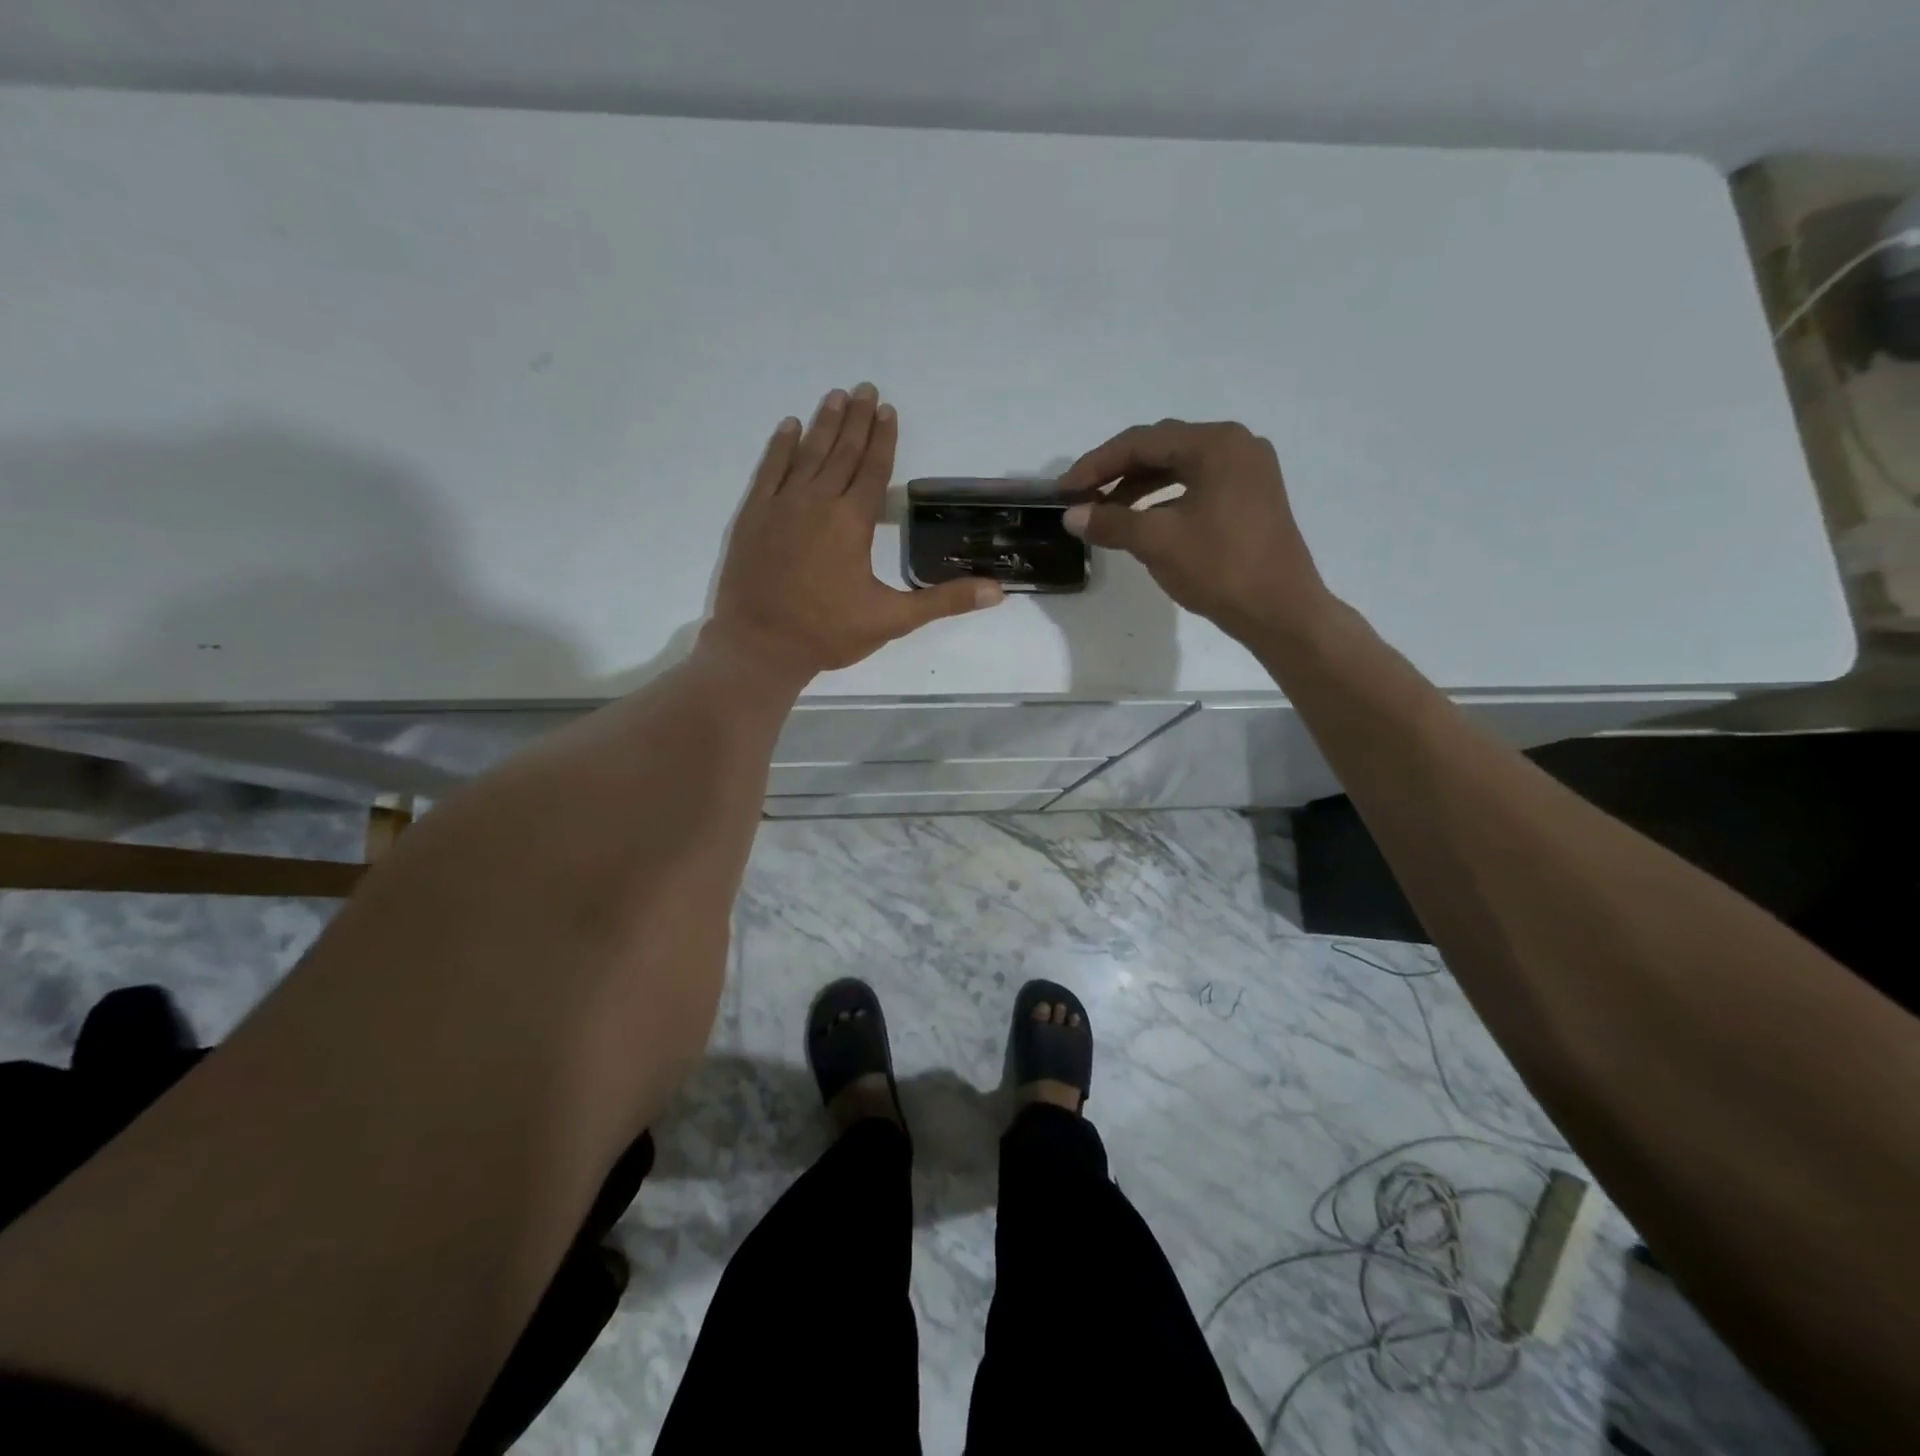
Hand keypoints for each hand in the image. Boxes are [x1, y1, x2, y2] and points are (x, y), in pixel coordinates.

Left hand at [706, 384, 1003, 680]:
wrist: (760, 645)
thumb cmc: (828, 633)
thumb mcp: (892, 620)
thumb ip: (943, 601)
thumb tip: (996, 592)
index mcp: (852, 522)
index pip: (873, 470)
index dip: (884, 439)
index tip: (889, 410)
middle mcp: (817, 502)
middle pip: (842, 452)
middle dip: (857, 420)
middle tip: (866, 388)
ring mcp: (781, 505)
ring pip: (806, 454)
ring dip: (824, 424)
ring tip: (836, 396)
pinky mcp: (753, 516)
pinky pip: (768, 470)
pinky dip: (779, 447)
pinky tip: (789, 427)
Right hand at [1059, 420, 1332, 642]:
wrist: (1280, 611)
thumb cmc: (1221, 568)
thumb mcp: (1158, 542)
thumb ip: (1111, 522)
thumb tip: (1071, 516)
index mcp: (1215, 444)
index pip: (1141, 442)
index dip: (1096, 464)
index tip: (1063, 490)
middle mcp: (1235, 445)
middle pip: (1161, 448)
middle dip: (1116, 472)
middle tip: (1080, 498)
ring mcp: (1247, 471)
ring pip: (1178, 468)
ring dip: (1137, 487)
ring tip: (1105, 513)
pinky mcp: (1250, 497)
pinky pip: (1196, 486)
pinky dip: (1163, 499)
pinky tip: (1141, 521)